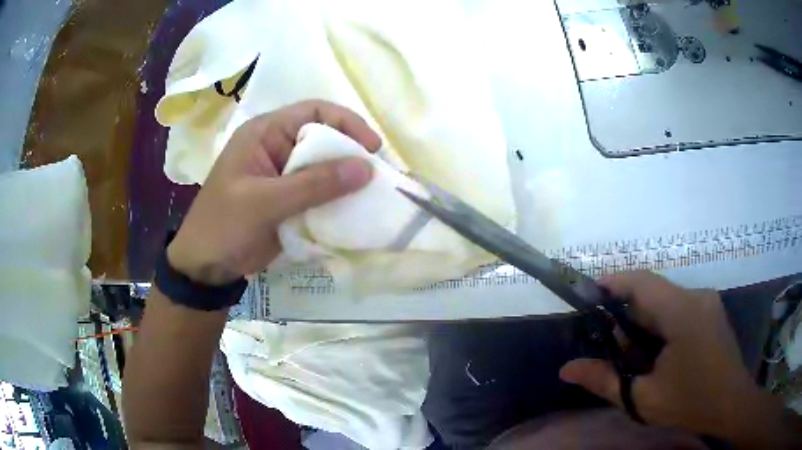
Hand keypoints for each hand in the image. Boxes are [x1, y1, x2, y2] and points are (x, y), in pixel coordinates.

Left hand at [167, 100, 381, 284]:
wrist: (205, 266)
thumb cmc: (225, 226)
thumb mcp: (266, 202)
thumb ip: (315, 184)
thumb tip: (367, 168)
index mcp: (265, 133)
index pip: (314, 111)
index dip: (347, 122)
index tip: (372, 148)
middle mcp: (276, 147)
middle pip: (323, 138)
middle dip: (351, 153)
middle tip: (377, 176)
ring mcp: (282, 174)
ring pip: (323, 167)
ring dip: (346, 179)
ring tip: (371, 194)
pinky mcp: (288, 199)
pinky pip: (318, 191)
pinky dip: (336, 199)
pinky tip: (353, 210)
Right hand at [559, 271, 791, 446]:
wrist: (731, 404)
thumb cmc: (690, 403)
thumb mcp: (643, 398)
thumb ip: (604, 381)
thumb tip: (566, 370)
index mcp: (682, 312)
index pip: (642, 282)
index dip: (613, 282)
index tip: (589, 294)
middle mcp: (697, 296)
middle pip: (653, 294)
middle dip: (629, 316)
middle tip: (613, 348)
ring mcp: (707, 301)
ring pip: (667, 301)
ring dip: (646, 323)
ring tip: (637, 357)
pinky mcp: (712, 310)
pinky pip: (680, 308)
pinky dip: (663, 325)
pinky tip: (660, 353)